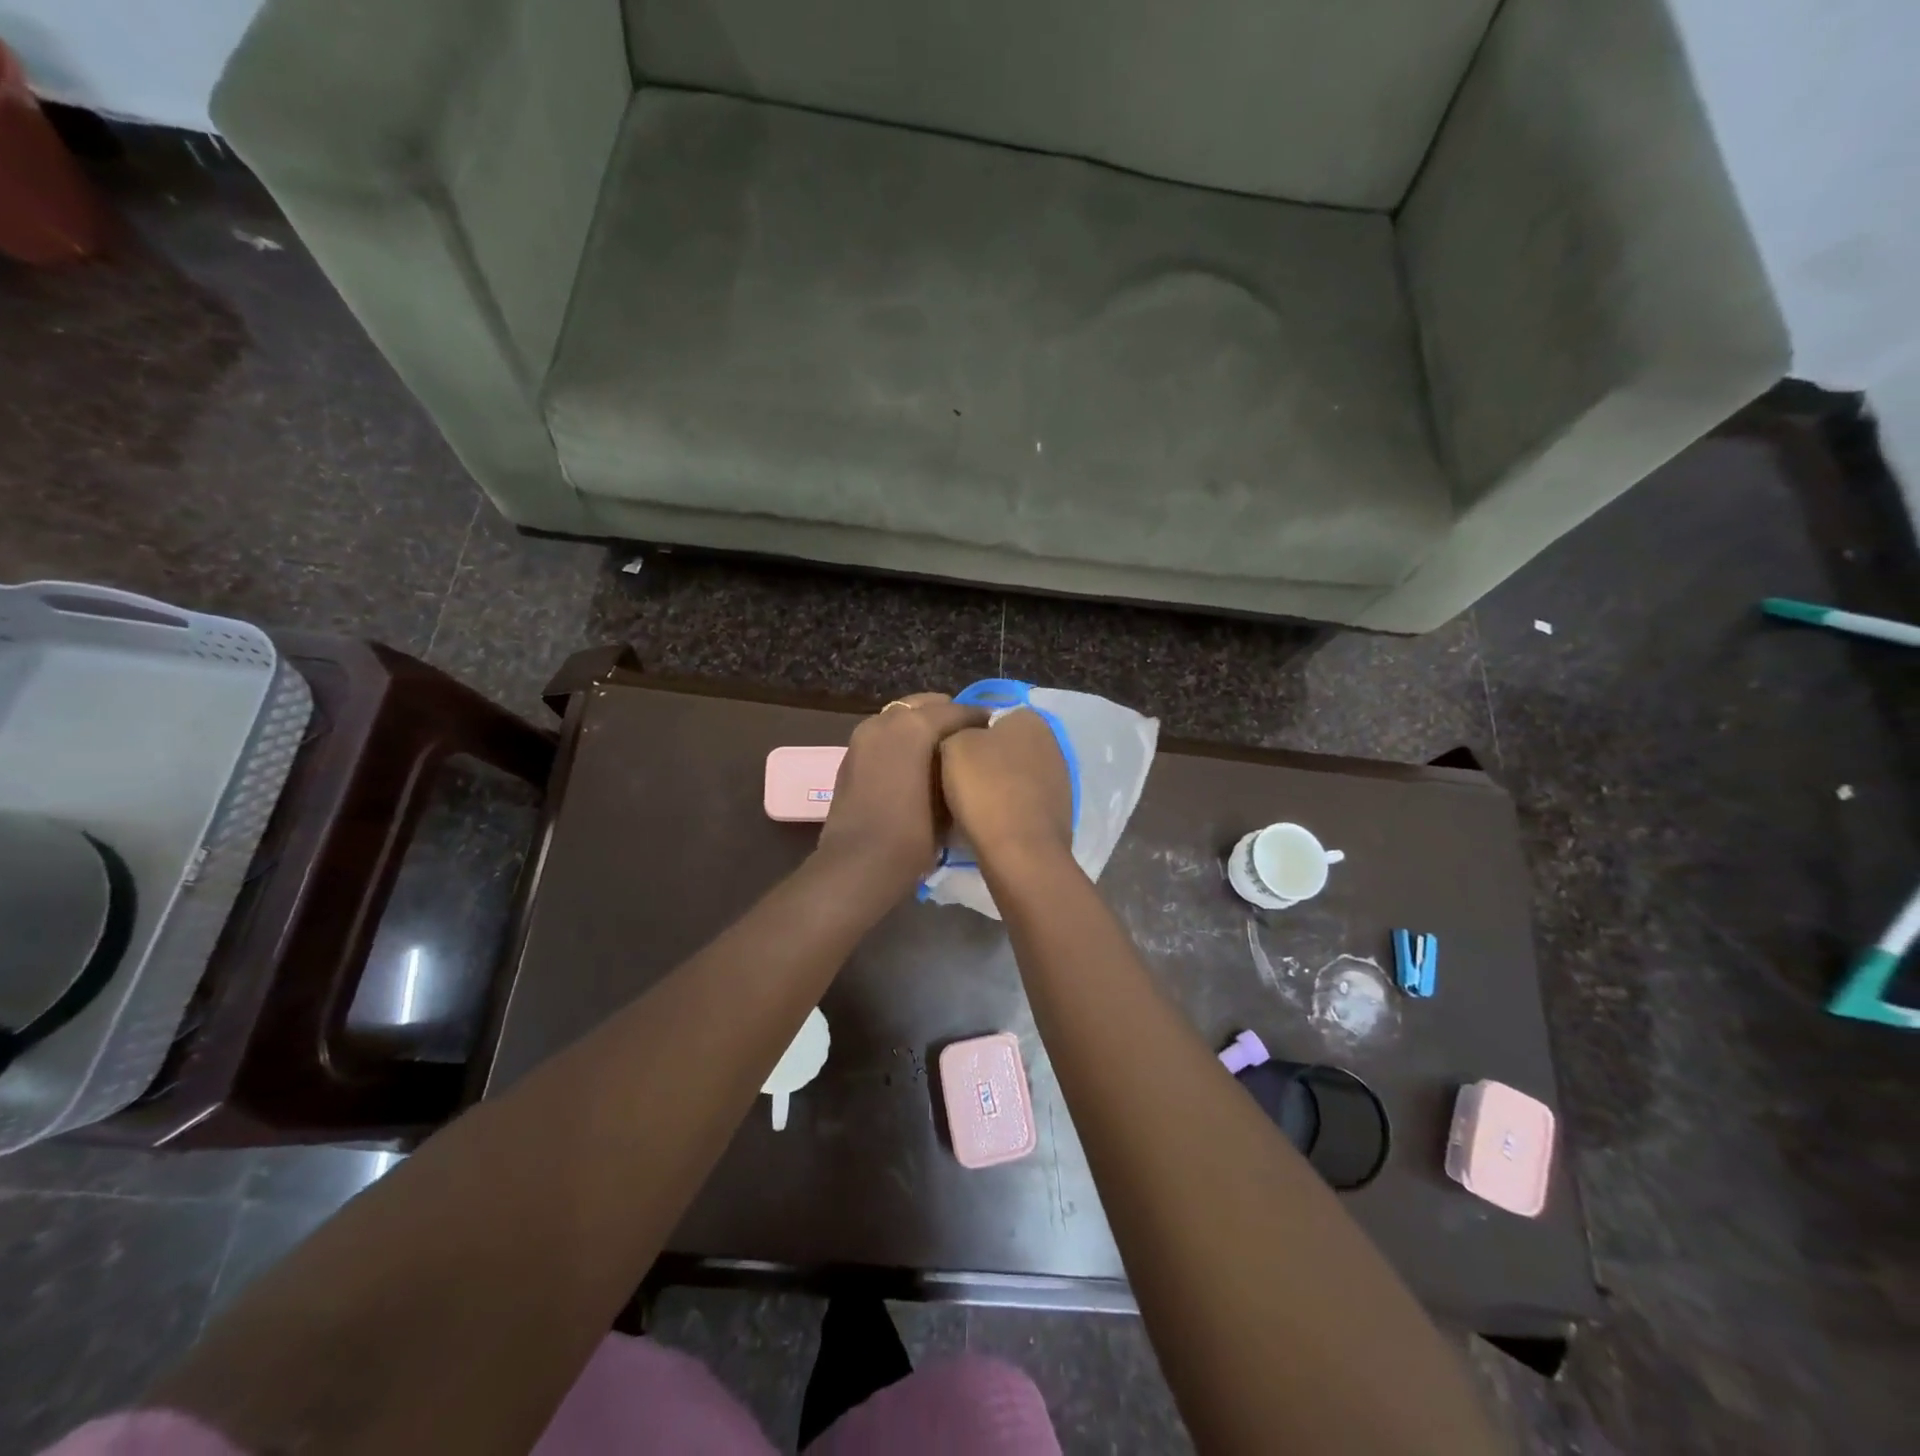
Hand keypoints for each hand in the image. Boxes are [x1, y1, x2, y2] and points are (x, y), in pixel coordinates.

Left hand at [817, 693, 989, 891]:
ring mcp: (863, 737)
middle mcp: (885, 722)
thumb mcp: (949, 800)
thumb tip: (965, 757)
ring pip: (900, 717)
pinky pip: (884, 735)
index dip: (979, 719)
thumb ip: (958, 767)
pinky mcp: (851, 756)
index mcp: (914, 726)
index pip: (956, 711)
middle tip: (969, 736)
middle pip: (924, 705)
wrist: (858, 866)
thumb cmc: (912, 836)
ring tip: (943, 750)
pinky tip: (916, 763)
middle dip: (947, 715)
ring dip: (921, 726)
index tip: (996, 731)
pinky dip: (901, 740)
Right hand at [939, 708, 1073, 864]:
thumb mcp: (953, 744)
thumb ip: (959, 729)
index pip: (991, 715)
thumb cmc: (985, 788)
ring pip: (1014, 775)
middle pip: (1004, 746)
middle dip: (984, 759)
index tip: (949, 754)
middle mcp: (1052, 741)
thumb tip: (967, 736)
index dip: (966, 733)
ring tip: (969, 805)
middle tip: (955, 778)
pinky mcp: (1058, 811)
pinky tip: (989, 822)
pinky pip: (1023, 802)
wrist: (1020, 851)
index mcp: (1029, 718)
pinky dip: (1008, 809)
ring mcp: (1059, 778)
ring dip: (996, 786)